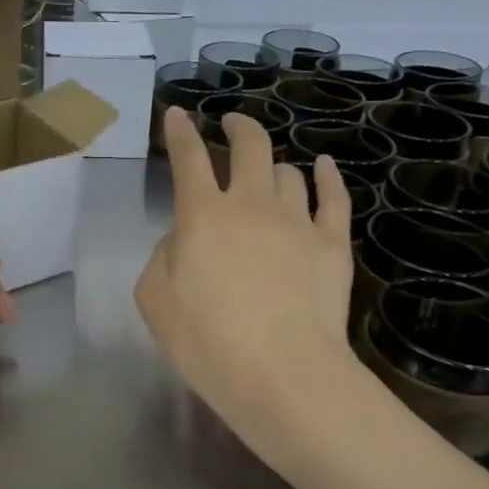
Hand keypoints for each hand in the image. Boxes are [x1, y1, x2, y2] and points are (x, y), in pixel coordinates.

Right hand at [136, 106, 359, 465]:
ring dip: (274, 167)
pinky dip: (327, 177)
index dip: (180, 131)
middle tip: (231, 124)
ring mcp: (297, 220)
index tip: (177, 114)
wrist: (283, 374)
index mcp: (202, 214)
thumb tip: (182, 239)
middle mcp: (251, 204)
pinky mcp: (333, 243)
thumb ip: (162, 257)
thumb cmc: (207, 341)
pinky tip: (323, 167)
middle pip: (249, 146)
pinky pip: (334, 197)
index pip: (188, 158)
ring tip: (270, 173)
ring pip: (289, 172)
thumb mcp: (154, 300)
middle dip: (238, 127)